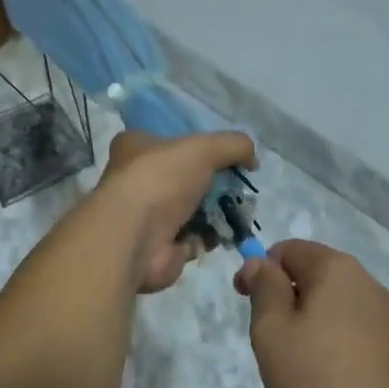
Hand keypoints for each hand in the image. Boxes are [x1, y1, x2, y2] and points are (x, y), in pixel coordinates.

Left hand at [97, 129, 255, 292]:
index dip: (198, 147)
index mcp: (136, 146)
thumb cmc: (162, 180)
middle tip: (237, 191)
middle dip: (214, 186)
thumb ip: (233, 145)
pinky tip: (217, 236)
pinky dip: (206, 238)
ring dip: (215, 214)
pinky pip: (192, 238)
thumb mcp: (203, 148)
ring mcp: (146, 215)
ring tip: (236, 215)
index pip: (170, 141)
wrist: (135, 237)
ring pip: (192, 210)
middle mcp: (136, 179)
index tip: (223, 157)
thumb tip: (252, 158)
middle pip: (186, 178)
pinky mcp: (158, 246)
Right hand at [235, 240, 388, 387]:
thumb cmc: (323, 382)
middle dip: (284, 303)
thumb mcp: (273, 332)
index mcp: (336, 269)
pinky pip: (352, 338)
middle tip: (270, 345)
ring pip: (331, 311)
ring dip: (307, 330)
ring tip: (298, 372)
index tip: (243, 303)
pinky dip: (332, 352)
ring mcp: (387, 320)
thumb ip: (264, 289)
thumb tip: (259, 262)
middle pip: (312, 278)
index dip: (258, 269)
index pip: (287, 249)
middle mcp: (366, 284)